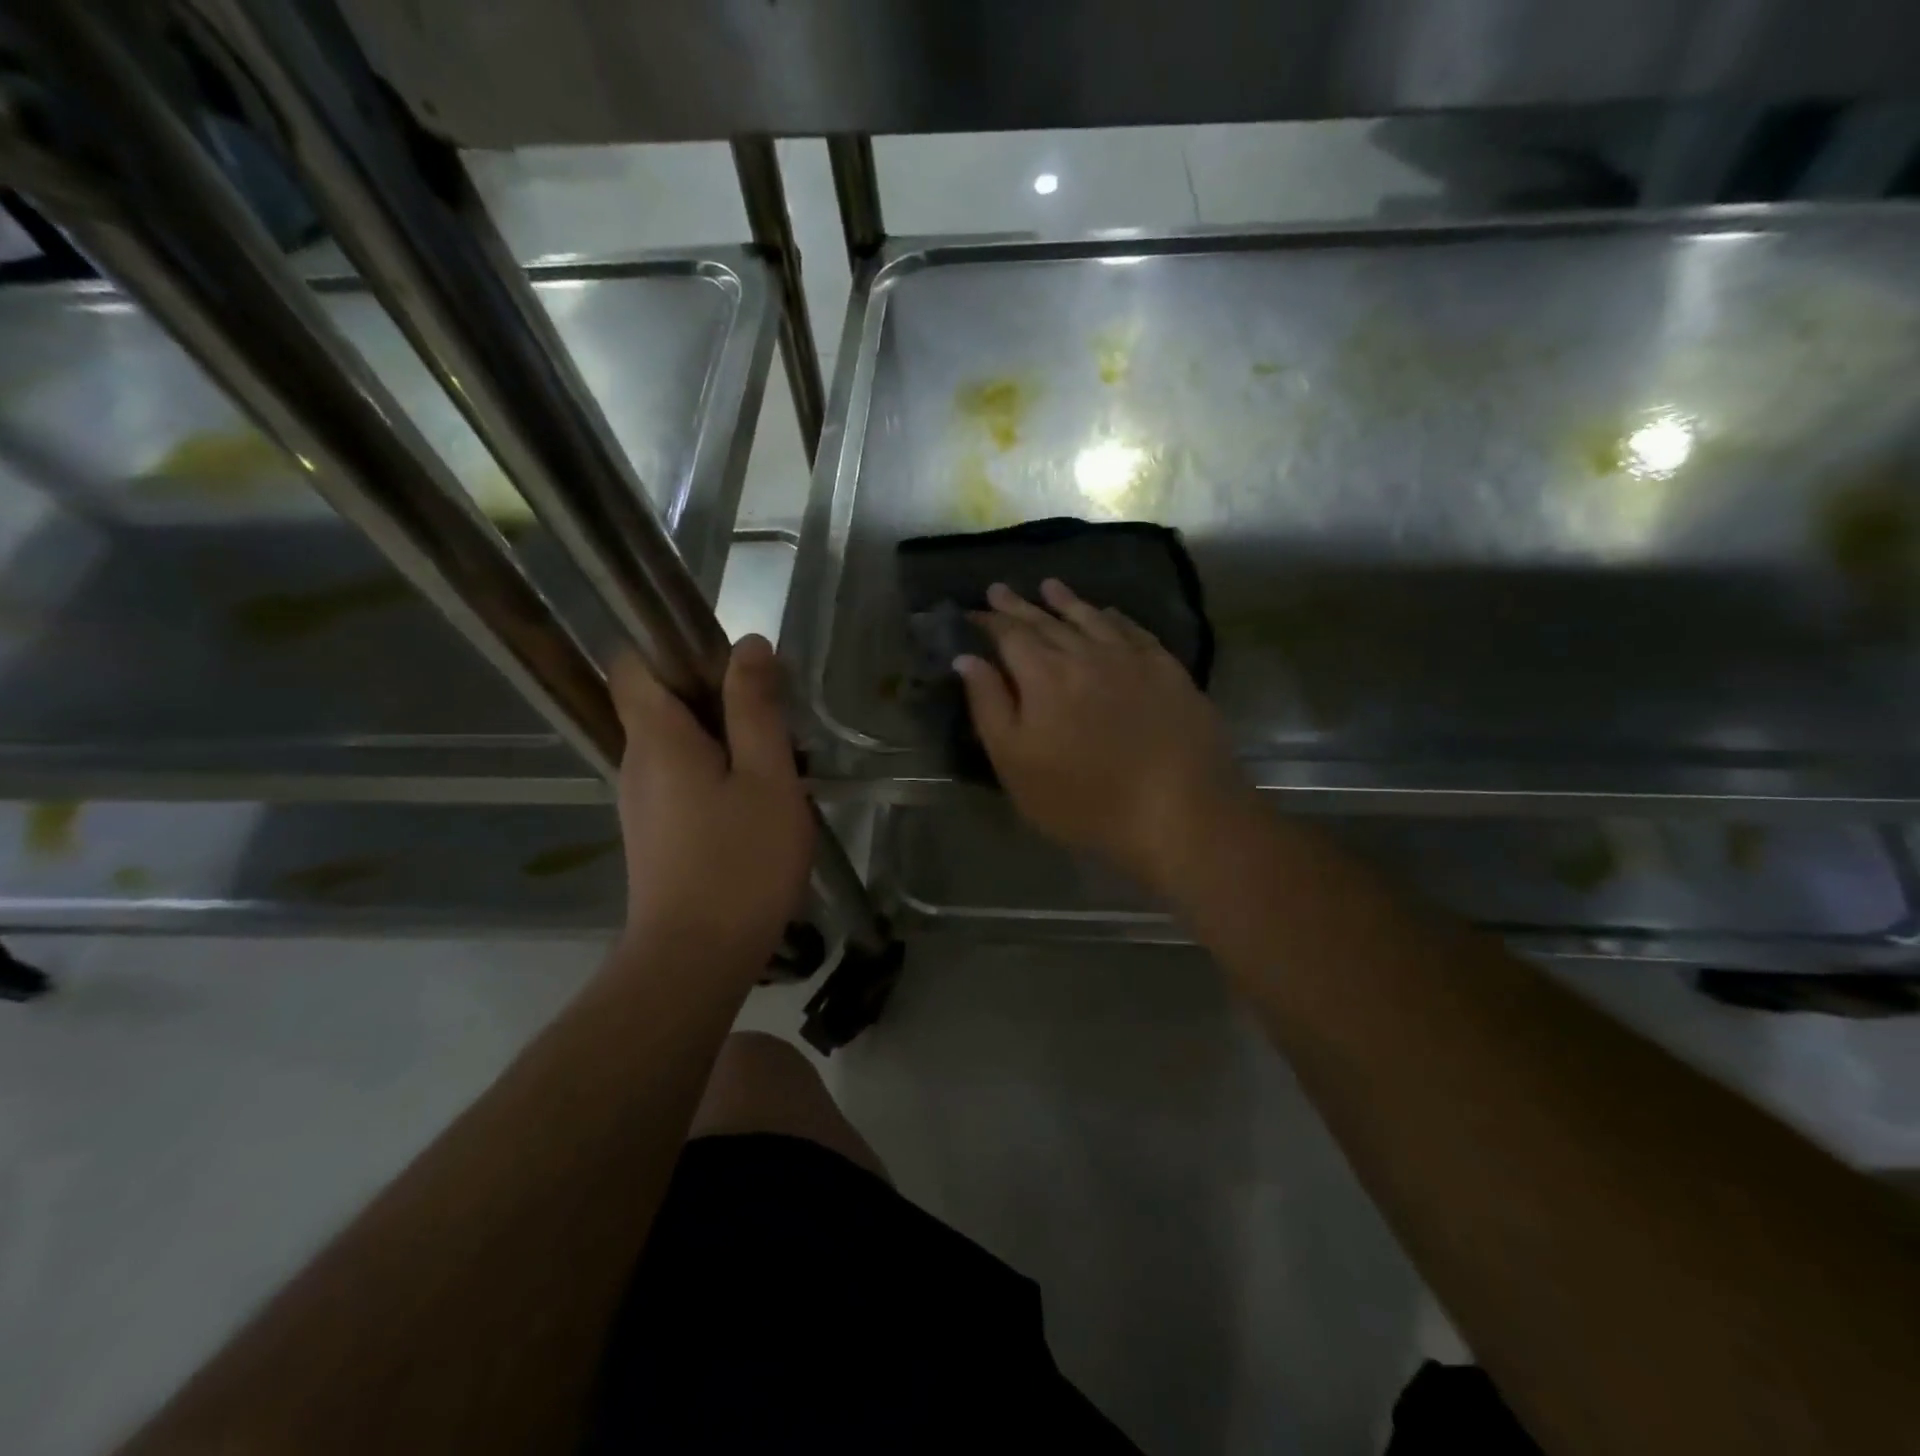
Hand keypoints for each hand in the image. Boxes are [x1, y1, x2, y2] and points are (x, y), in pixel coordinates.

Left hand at [610, 636, 812, 975]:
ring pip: (679, 744)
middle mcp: (636, 762)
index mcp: (655, 737)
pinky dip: (718, 775)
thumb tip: (748, 644)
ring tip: (778, 762)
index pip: (633, 663)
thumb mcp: (766, 777)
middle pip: (663, 702)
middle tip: (775, 717)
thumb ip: (756, 708)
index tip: (729, 660)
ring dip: (725, 739)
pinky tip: (759, 804)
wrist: (696, 960)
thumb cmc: (739, 862)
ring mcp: (643, 801)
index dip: (674, 647)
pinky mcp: (657, 833)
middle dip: (717, 696)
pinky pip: (683, 780)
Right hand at [956, 580, 1249, 892]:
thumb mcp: (1016, 762)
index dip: (988, 621)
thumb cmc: (1083, 798)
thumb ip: (989, 706)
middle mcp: (1085, 654)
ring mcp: (1130, 659)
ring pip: (1091, 619)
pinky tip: (1109, 613)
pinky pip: (1134, 631)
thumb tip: (967, 659)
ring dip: (1067, 601)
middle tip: (1000, 589)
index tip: (973, 611)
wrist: (1177, 808)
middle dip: (1020, 606)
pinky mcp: (1167, 670)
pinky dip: (1115, 618)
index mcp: (1043, 675)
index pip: (1008, 635)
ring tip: (1049, 586)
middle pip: (1046, 621)